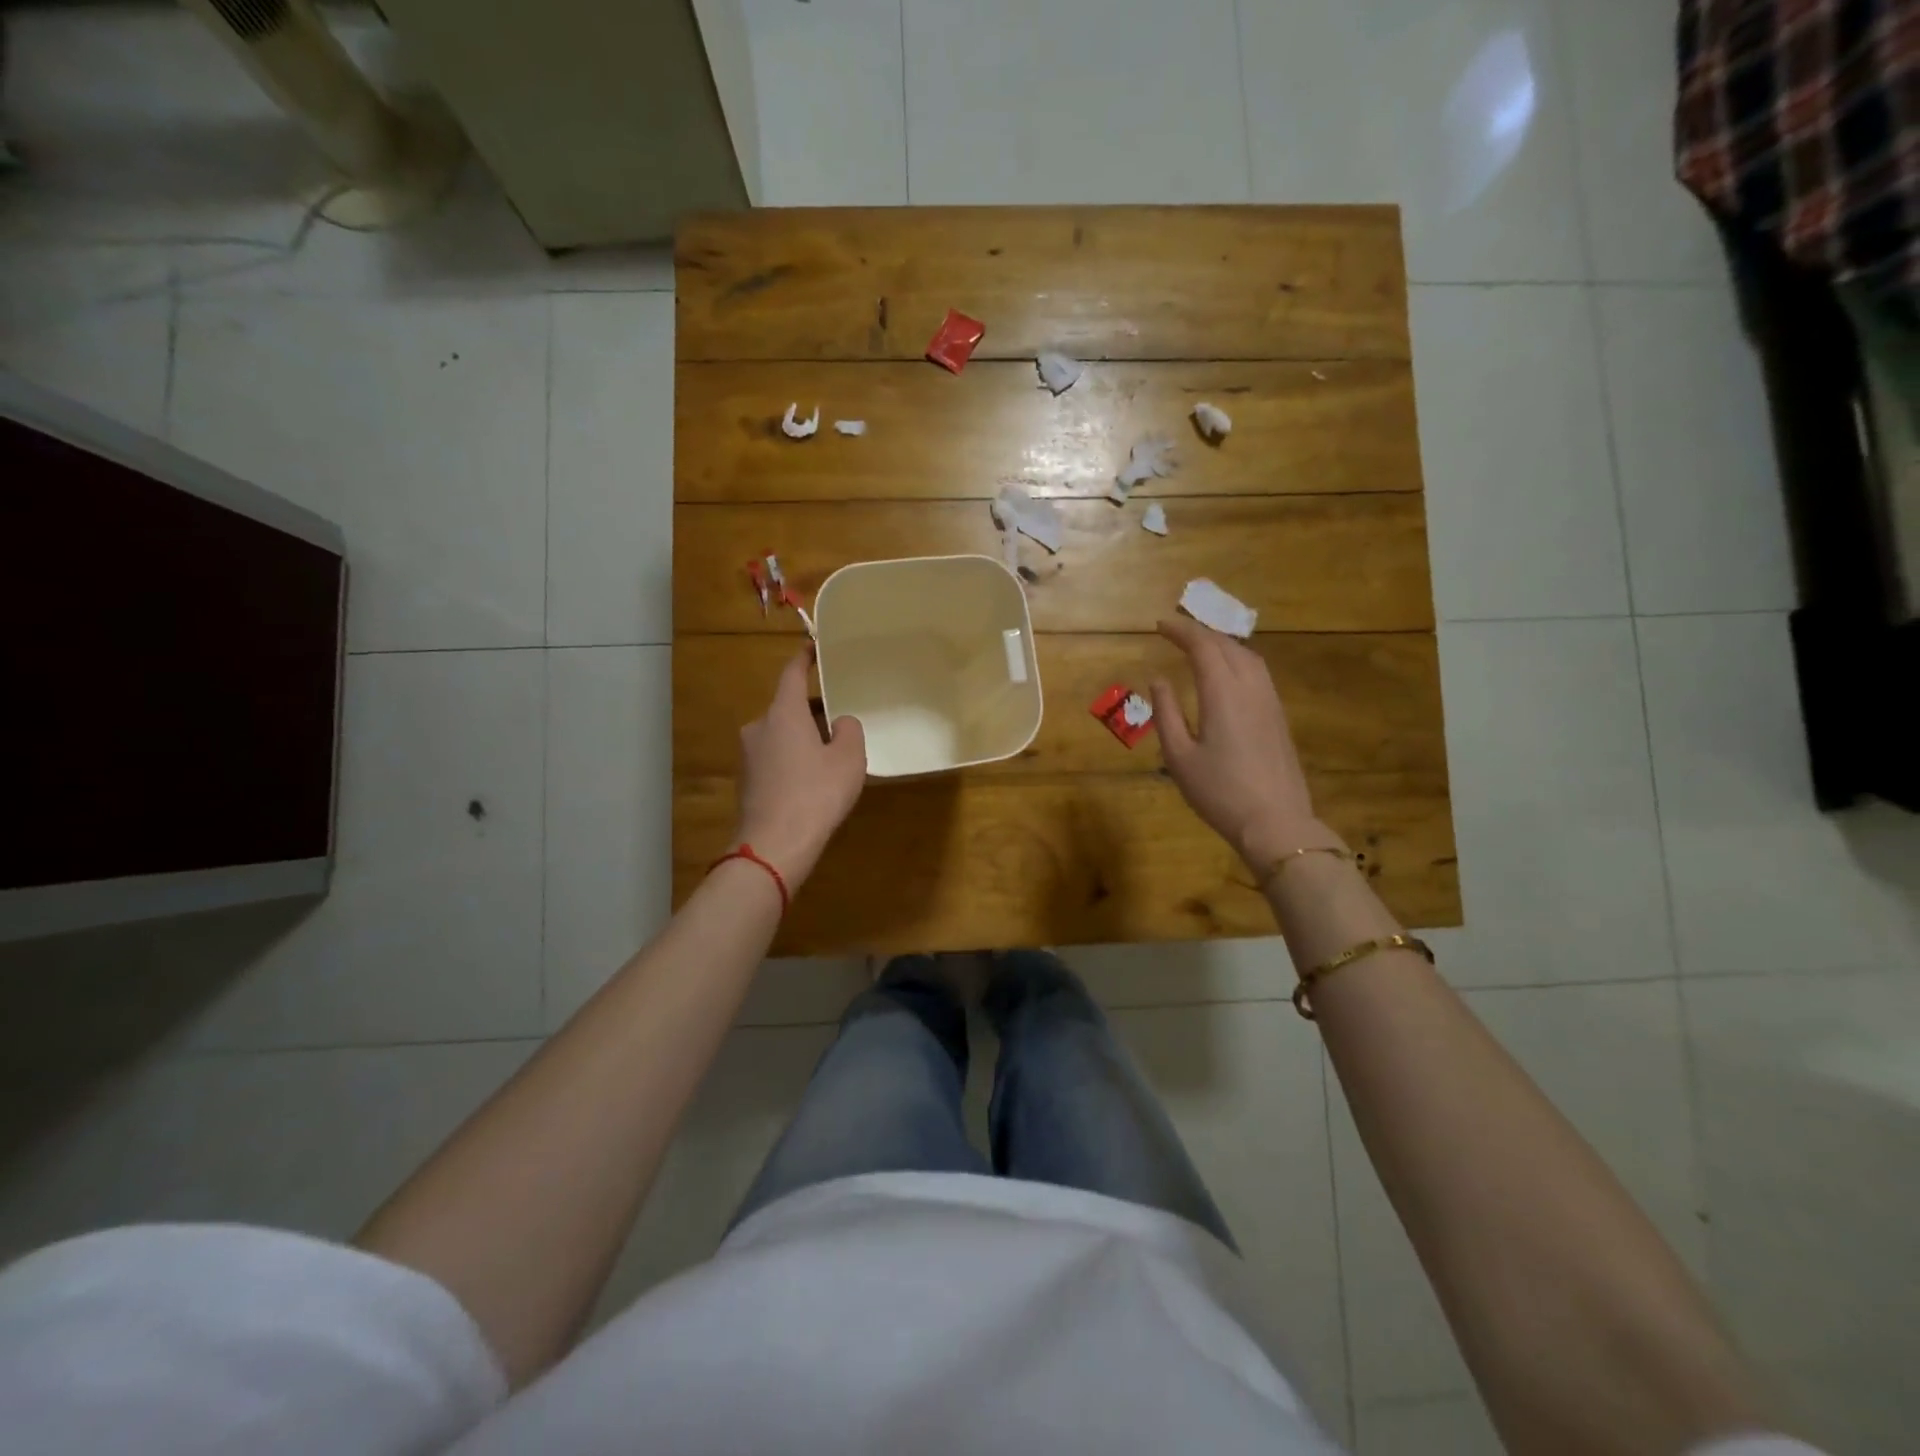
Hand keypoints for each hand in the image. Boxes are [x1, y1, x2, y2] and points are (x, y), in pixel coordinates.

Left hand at [733, 650, 866, 888]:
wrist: (774, 846)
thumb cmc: (816, 794)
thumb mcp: (849, 759)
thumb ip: (850, 730)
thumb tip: (840, 723)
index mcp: (783, 713)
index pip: (792, 674)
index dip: (804, 658)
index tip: (813, 646)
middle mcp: (759, 727)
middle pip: (788, 708)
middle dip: (813, 712)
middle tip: (840, 722)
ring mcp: (748, 756)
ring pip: (781, 735)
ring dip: (803, 739)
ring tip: (831, 758)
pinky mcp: (746, 782)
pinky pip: (774, 760)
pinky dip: (792, 762)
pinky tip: (811, 784)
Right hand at [1149, 617, 1331, 867]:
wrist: (1275, 822)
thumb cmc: (1219, 792)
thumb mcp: (1179, 757)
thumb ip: (1166, 714)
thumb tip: (1159, 680)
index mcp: (1223, 693)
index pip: (1203, 646)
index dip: (1181, 631)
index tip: (1160, 625)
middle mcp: (1250, 688)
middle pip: (1227, 645)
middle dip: (1200, 632)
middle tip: (1176, 632)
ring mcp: (1269, 701)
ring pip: (1248, 656)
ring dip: (1222, 644)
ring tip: (1200, 646)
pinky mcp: (1279, 717)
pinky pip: (1258, 673)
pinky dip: (1237, 660)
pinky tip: (1228, 674)